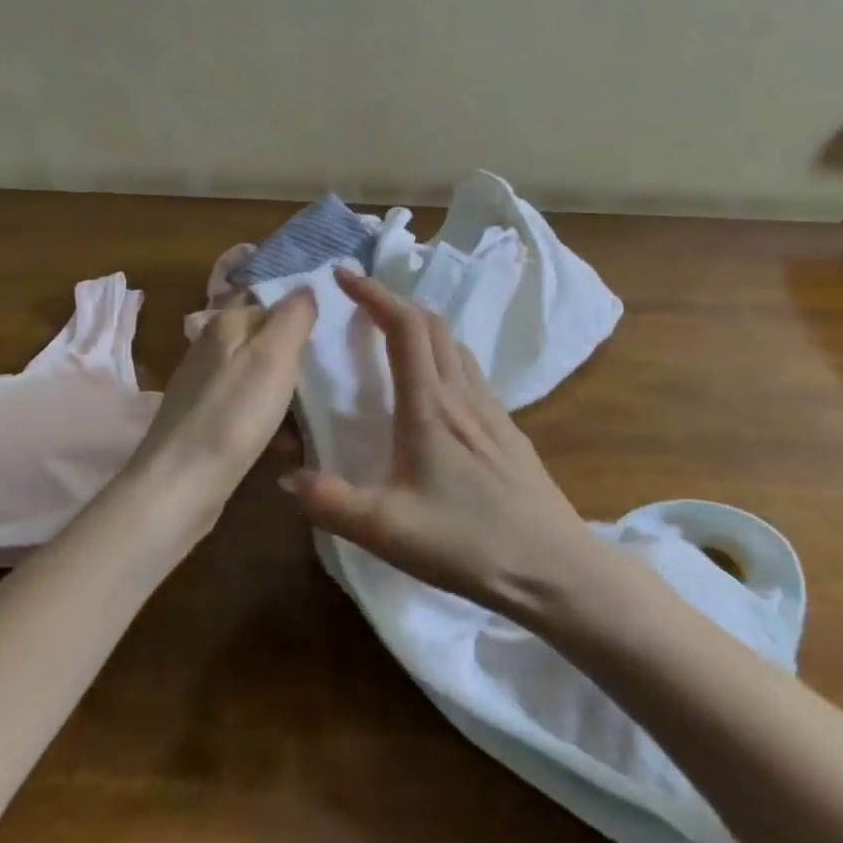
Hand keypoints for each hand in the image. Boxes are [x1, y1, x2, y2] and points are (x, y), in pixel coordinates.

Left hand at [124, 289, 317, 523]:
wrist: (180, 486)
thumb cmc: (233, 415)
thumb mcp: (273, 357)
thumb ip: (294, 316)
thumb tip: (308, 285)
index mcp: (226, 324)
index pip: (274, 304)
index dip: (304, 321)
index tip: (333, 344)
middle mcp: (211, 347)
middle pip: (267, 342)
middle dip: (298, 361)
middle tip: (329, 381)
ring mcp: (205, 385)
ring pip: (260, 378)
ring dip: (288, 396)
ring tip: (314, 417)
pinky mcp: (205, 420)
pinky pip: (248, 409)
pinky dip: (269, 421)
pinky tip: (286, 443)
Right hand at [288, 268, 598, 617]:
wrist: (555, 567)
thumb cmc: (470, 543)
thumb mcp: (389, 531)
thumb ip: (332, 503)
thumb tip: (287, 477)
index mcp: (430, 406)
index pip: (404, 326)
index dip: (374, 293)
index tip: (343, 275)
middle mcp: (462, 395)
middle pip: (432, 324)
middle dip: (394, 301)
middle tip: (359, 303)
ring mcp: (491, 409)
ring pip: (454, 344)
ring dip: (420, 326)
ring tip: (391, 336)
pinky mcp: (507, 428)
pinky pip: (469, 371)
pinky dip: (442, 354)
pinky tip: (434, 387)